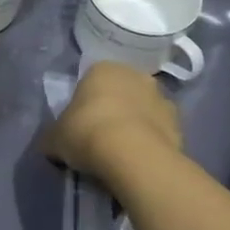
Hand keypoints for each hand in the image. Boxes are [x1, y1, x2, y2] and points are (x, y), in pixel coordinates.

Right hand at [43, 61, 181, 183]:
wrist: (132, 156)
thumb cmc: (87, 133)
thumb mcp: (54, 138)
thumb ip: (53, 136)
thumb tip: (51, 143)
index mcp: (103, 69)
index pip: (90, 80)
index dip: (84, 103)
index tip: (79, 124)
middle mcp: (135, 75)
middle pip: (120, 92)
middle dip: (112, 109)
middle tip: (99, 136)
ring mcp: (161, 98)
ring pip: (142, 109)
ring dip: (134, 124)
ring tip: (121, 153)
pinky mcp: (179, 124)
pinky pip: (158, 131)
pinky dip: (150, 141)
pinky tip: (139, 160)